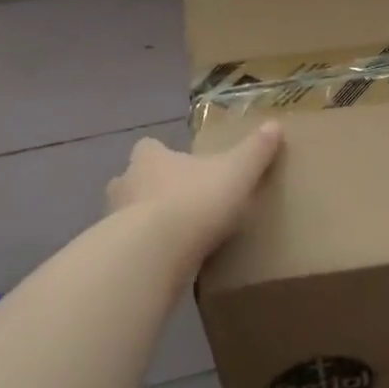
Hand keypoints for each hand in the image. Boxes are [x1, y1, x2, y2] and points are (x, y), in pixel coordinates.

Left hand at [106, 123, 283, 261]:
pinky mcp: (117, 253)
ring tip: (177, 236)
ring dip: (147, 222)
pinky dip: (147, 251)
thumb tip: (274, 125)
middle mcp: (126, 183)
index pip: (149, 148)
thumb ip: (255, 150)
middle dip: (152, 189)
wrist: (156, 252)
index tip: (182, 165)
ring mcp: (114, 220)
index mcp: (150, 158)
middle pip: (134, 180)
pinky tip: (170, 262)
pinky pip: (133, 247)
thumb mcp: (237, 172)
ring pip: (129, 214)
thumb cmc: (195, 200)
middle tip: (182, 202)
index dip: (163, 154)